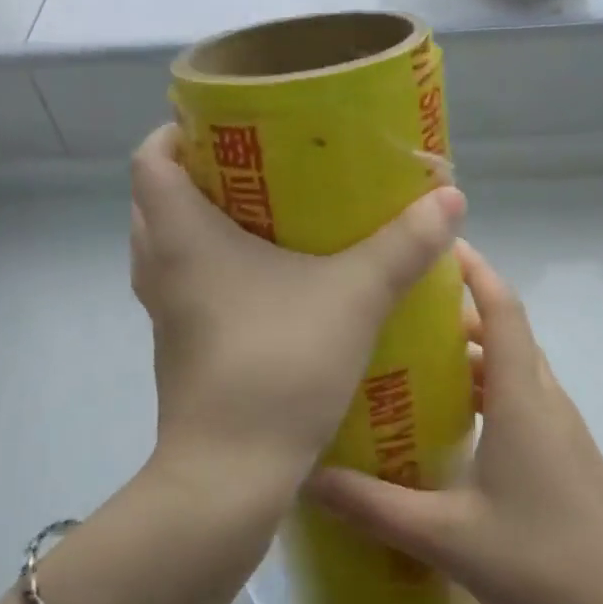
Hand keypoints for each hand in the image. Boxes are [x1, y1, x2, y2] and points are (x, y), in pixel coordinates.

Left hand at [130, 124, 464, 496]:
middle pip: (157, 200)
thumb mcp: (354, 297)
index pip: (150, 159)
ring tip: (265, 216)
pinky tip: (269, 282)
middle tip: (258, 166)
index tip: (224, 126)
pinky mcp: (181, 348)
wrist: (229, 476)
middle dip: (199, 175)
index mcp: (182, 236)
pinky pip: (187, 288)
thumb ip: (403, 246)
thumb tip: (451, 199)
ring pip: (169, 247)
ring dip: (205, 225)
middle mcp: (161, 268)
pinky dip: (213, 270)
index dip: (177, 132)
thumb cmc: (278, 366)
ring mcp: (166, 313)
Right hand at [306, 241, 602, 603]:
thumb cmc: (540, 563)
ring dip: (473, 351)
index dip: (475, 270)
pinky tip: (452, 421)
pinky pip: (522, 398)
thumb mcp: (445, 535)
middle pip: (506, 331)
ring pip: (514, 367)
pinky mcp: (566, 454)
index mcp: (523, 398)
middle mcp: (546, 399)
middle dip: (459, 309)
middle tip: (401, 306)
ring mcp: (561, 428)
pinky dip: (487, 387)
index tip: (438, 243)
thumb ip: (373, 505)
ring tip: (415, 357)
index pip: (503, 309)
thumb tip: (308, 477)